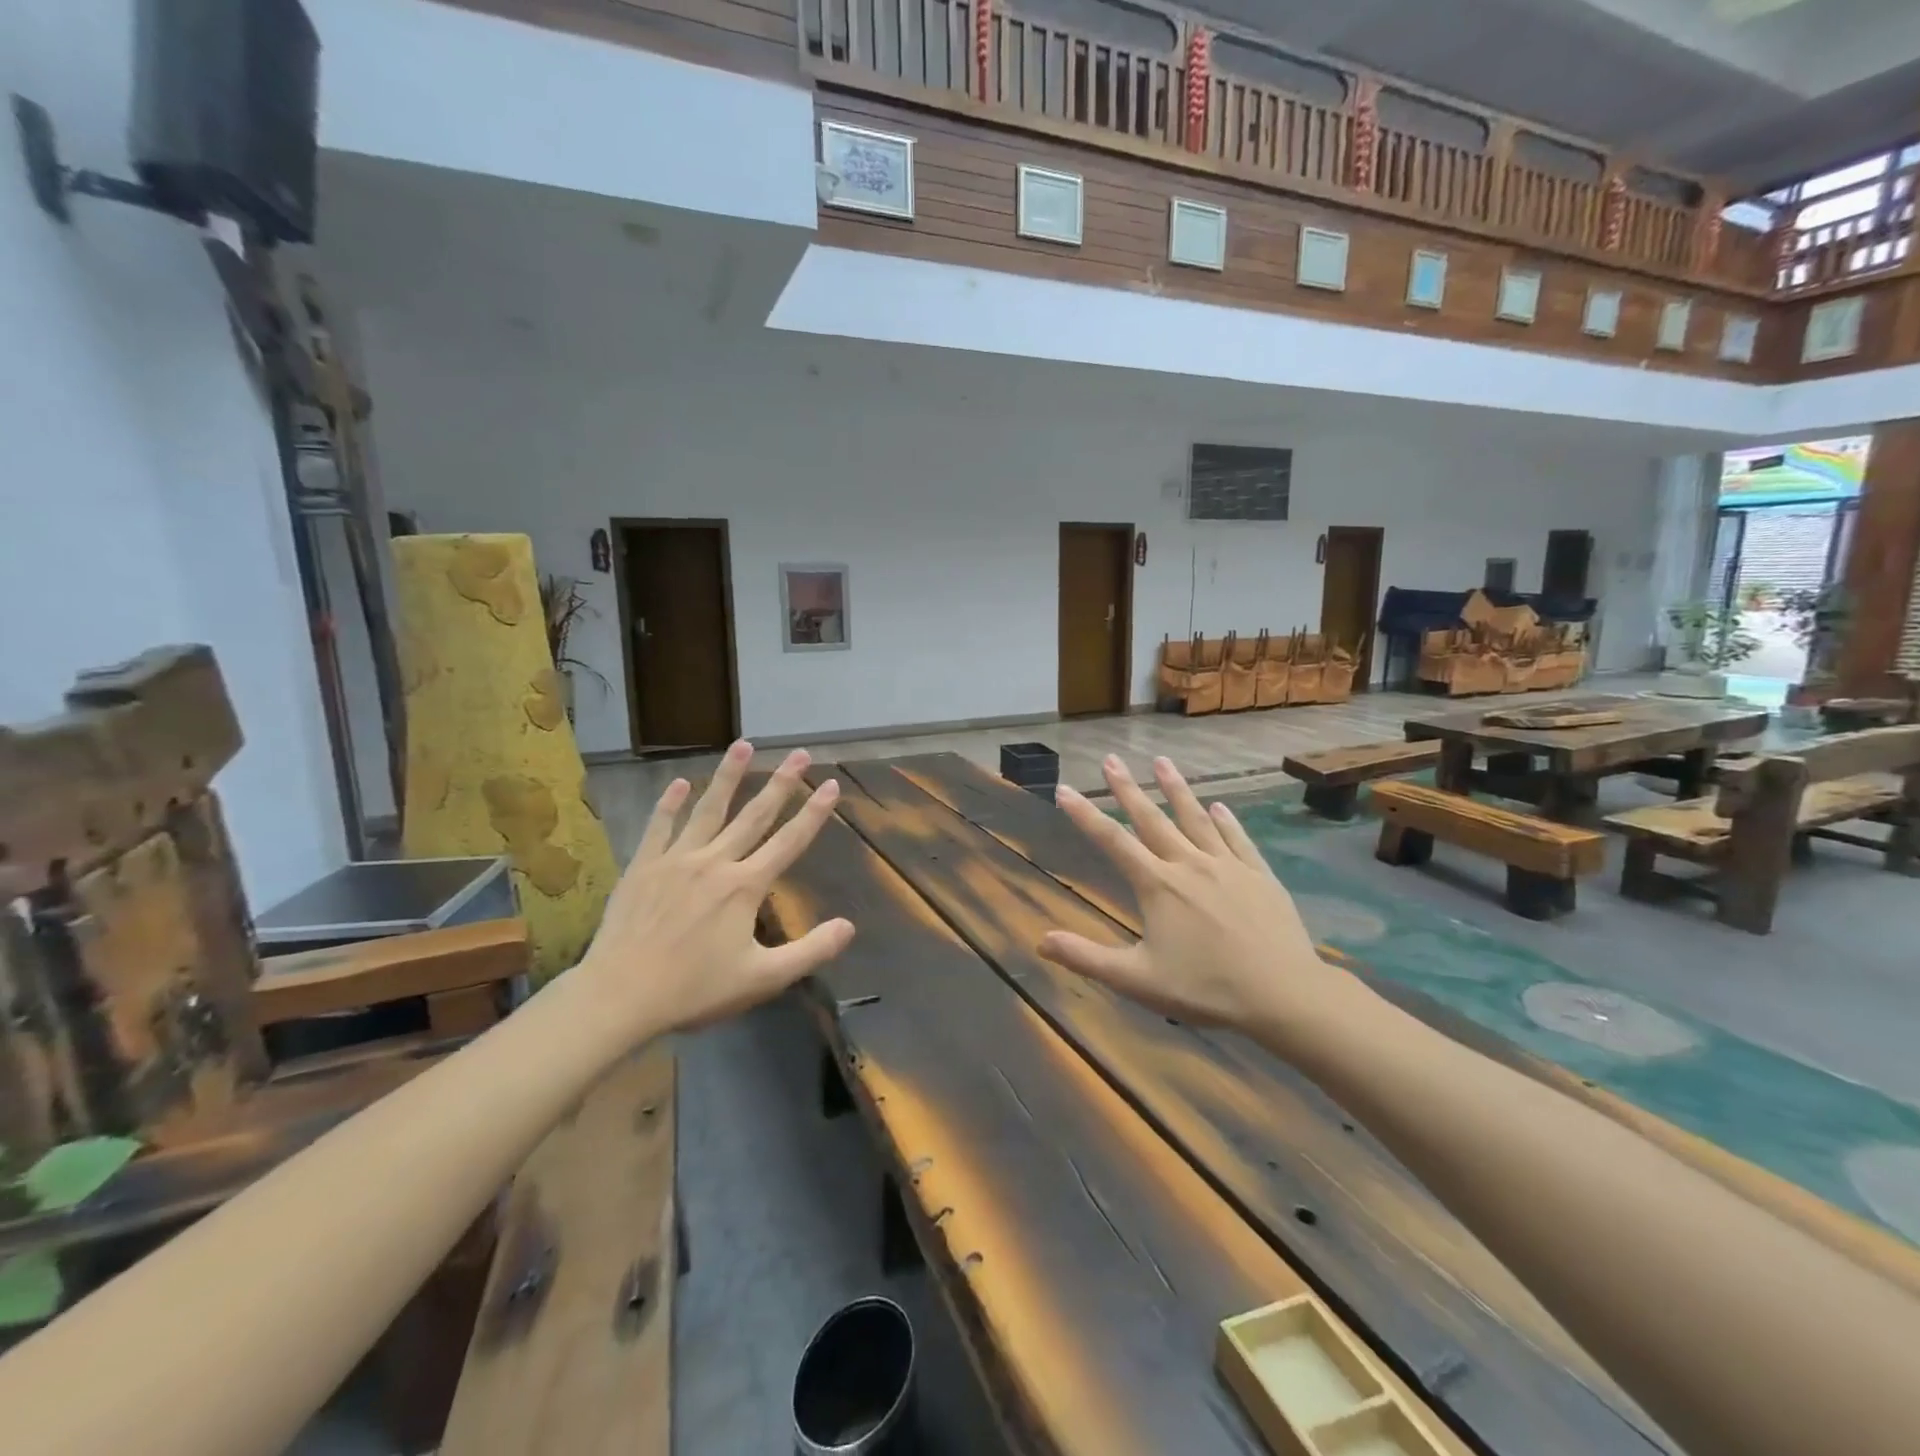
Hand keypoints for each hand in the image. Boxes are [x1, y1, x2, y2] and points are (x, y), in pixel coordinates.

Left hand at [568, 742, 853, 1042]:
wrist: (620, 995)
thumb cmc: (694, 989)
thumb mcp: (763, 979)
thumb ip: (810, 951)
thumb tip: (849, 927)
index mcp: (745, 886)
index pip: (789, 842)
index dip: (814, 813)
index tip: (830, 783)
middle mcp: (715, 862)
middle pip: (754, 815)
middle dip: (781, 783)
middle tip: (799, 753)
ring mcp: (676, 860)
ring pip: (708, 810)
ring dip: (727, 777)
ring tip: (742, 745)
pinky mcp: (643, 867)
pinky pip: (659, 827)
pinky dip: (669, 804)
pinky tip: (678, 783)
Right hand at [1038, 755, 1352, 1036]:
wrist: (1284, 994)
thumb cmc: (1207, 989)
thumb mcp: (1137, 980)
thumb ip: (1087, 958)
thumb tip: (1040, 941)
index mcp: (1158, 886)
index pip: (1112, 842)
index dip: (1084, 815)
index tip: (1064, 789)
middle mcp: (1189, 865)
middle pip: (1152, 819)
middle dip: (1127, 788)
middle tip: (1111, 759)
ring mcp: (1228, 866)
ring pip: (1196, 819)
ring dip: (1176, 789)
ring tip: (1162, 762)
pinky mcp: (1259, 875)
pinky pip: (1238, 839)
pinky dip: (1225, 820)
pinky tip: (1219, 806)